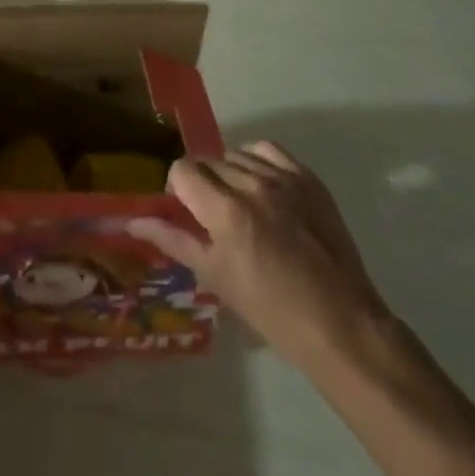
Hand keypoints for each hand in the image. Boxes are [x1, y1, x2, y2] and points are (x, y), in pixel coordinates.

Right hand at [128, 141, 391, 371]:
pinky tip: (261, 186)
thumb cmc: (272, 311)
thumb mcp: (216, 277)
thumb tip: (132, 221)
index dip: (178, 188)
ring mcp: (283, 179)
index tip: (188, 211)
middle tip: (215, 217)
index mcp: (226, 212)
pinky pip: (268, 150)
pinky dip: (256, 160)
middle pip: (208, 161)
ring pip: (236, 155)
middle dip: (203, 184)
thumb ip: (173, 240)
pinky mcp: (308, 178)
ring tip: (242, 206)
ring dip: (229, 174)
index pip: (182, 170)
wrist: (341, 325)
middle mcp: (252, 184)